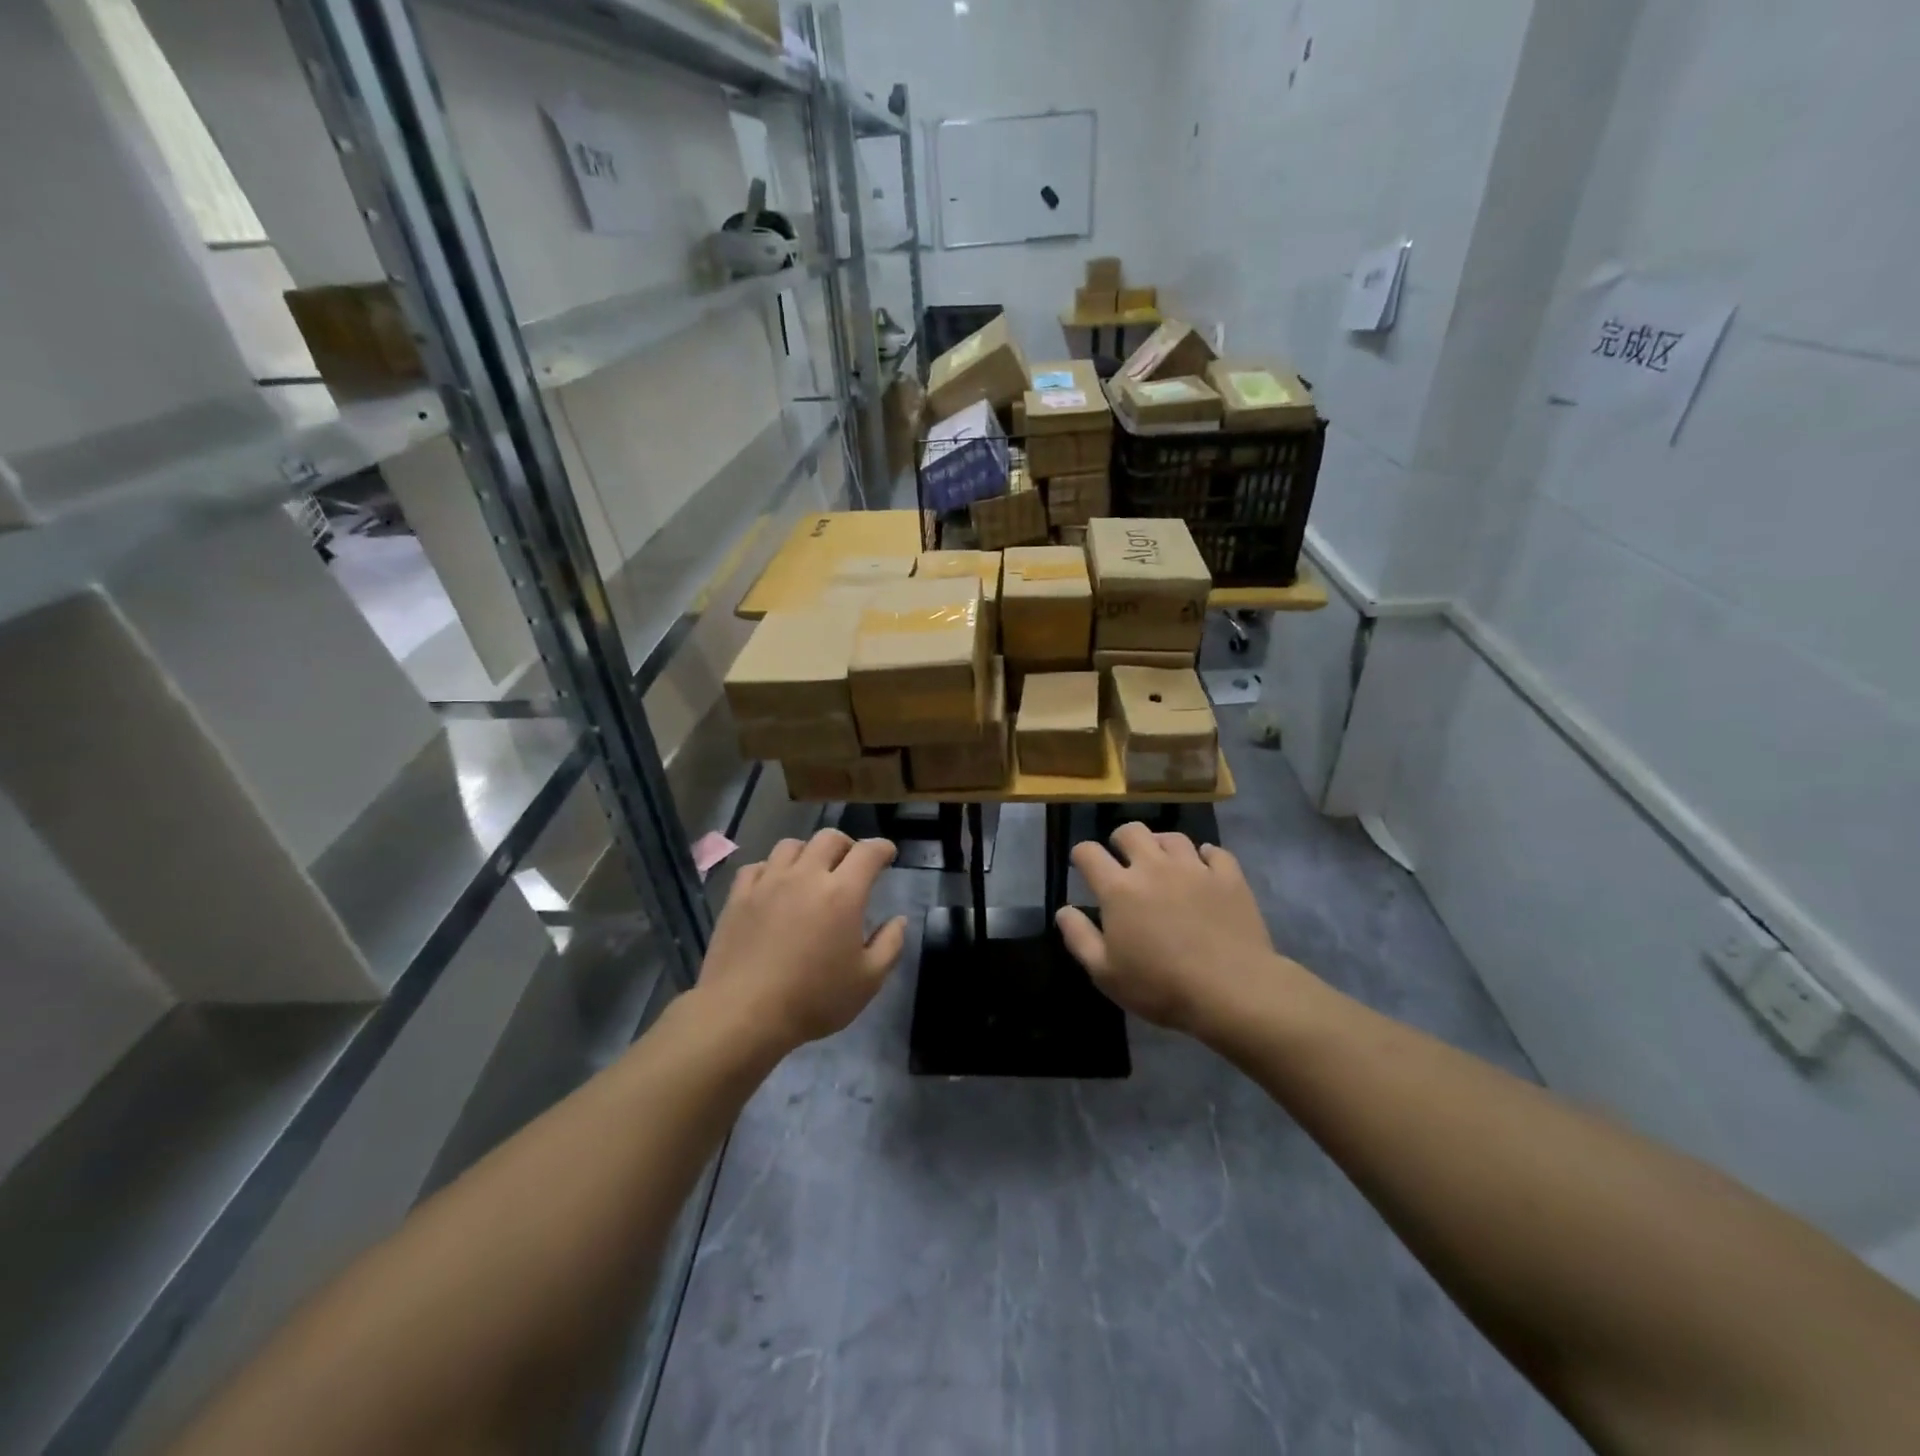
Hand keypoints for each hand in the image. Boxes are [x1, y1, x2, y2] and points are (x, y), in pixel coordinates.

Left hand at [698, 830, 907, 1052]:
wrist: (743, 1014)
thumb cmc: (813, 999)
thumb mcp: (867, 981)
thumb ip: (890, 945)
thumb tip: (898, 920)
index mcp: (843, 893)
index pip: (868, 852)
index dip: (882, 848)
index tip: (888, 855)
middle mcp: (806, 876)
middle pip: (829, 838)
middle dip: (847, 845)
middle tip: (851, 864)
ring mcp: (768, 882)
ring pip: (791, 845)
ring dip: (809, 852)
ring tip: (811, 871)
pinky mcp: (739, 896)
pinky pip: (758, 866)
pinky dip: (772, 869)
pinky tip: (774, 886)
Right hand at [1057, 825, 1284, 1037]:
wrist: (1233, 990)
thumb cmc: (1161, 986)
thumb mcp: (1105, 973)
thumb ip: (1079, 937)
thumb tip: (1064, 909)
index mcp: (1119, 888)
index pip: (1088, 853)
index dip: (1081, 855)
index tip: (1083, 866)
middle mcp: (1153, 867)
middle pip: (1131, 831)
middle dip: (1120, 840)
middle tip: (1123, 859)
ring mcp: (1194, 868)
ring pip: (1172, 837)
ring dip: (1161, 845)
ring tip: (1163, 862)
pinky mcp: (1229, 877)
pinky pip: (1215, 852)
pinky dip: (1205, 856)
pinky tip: (1204, 869)